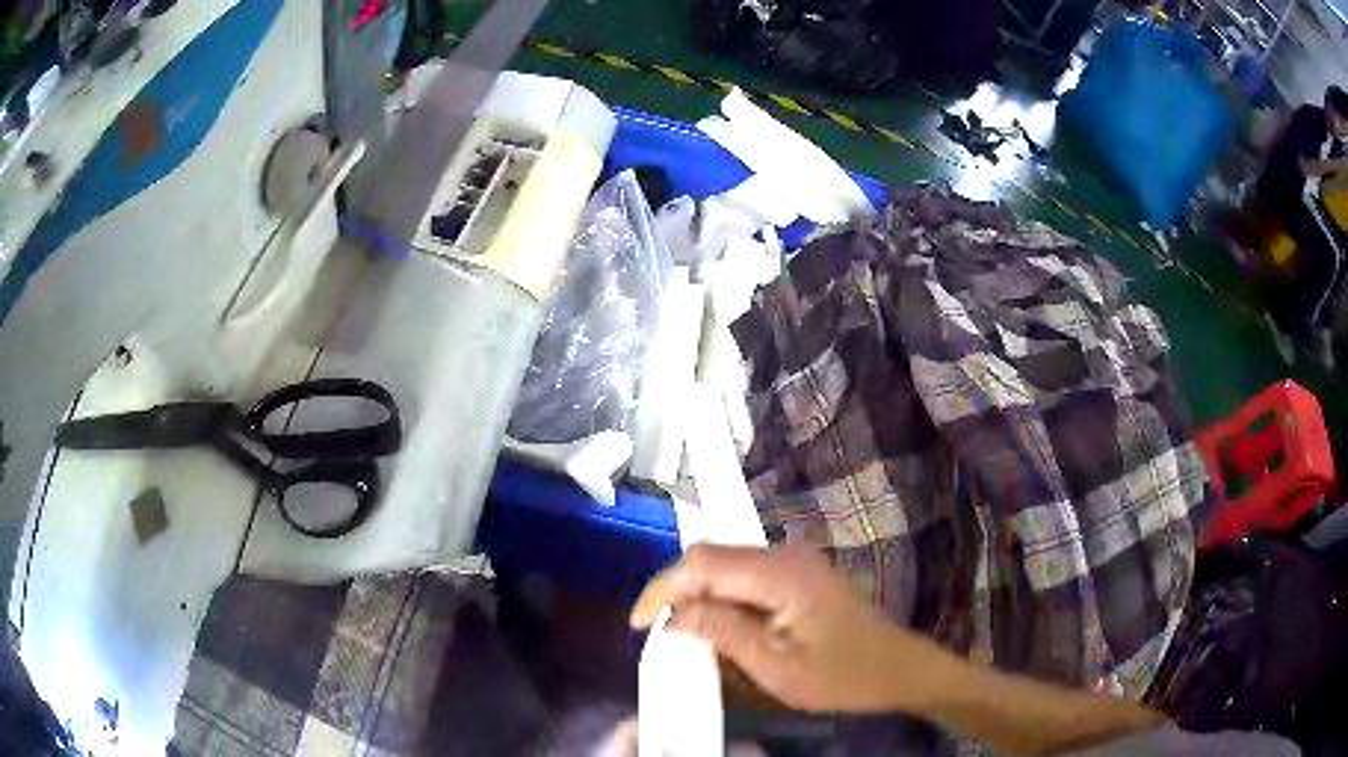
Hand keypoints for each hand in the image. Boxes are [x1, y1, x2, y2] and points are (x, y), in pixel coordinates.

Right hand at [629, 545, 945, 712]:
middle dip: (676, 591)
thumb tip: (672, 615)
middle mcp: (784, 554)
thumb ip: (721, 632)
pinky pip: (745, 577)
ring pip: (726, 566)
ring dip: (698, 596)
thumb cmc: (841, 675)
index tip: (637, 625)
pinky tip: (717, 626)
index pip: (702, 563)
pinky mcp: (798, 575)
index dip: (662, 589)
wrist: (898, 669)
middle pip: (711, 557)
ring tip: (680, 632)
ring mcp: (794, 561)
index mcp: (779, 572)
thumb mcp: (775, 665)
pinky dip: (722, 599)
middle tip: (656, 631)